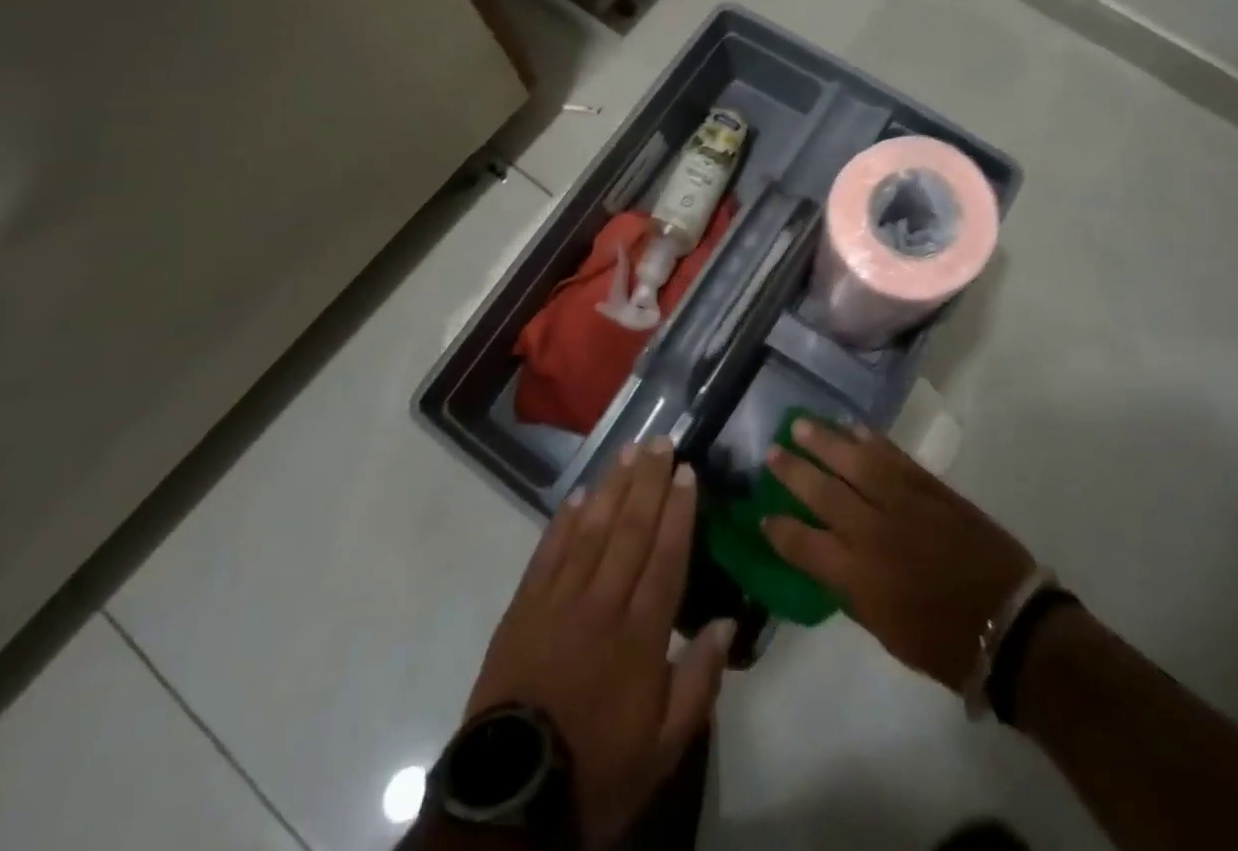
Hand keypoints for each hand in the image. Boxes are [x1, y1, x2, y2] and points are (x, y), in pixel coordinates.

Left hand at [464, 439, 734, 848]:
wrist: (511, 796)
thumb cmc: (598, 768)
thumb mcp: (664, 746)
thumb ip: (699, 681)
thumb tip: (726, 622)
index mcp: (640, 635)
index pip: (666, 557)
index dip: (678, 511)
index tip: (686, 472)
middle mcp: (602, 604)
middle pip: (631, 530)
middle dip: (648, 482)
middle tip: (660, 441)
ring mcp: (559, 602)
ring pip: (592, 531)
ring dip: (612, 487)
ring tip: (627, 452)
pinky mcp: (523, 608)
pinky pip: (548, 553)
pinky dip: (565, 522)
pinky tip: (579, 495)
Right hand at [761, 419, 1039, 690]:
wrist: (1007, 621)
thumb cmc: (942, 640)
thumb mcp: (883, 627)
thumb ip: (849, 586)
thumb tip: (827, 556)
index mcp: (856, 576)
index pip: (802, 544)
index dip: (778, 529)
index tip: (762, 514)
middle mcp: (871, 531)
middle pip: (821, 491)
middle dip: (792, 471)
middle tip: (771, 452)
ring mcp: (901, 502)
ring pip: (853, 461)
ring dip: (824, 440)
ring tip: (801, 424)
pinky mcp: (928, 485)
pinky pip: (891, 454)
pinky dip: (869, 439)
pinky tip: (852, 429)